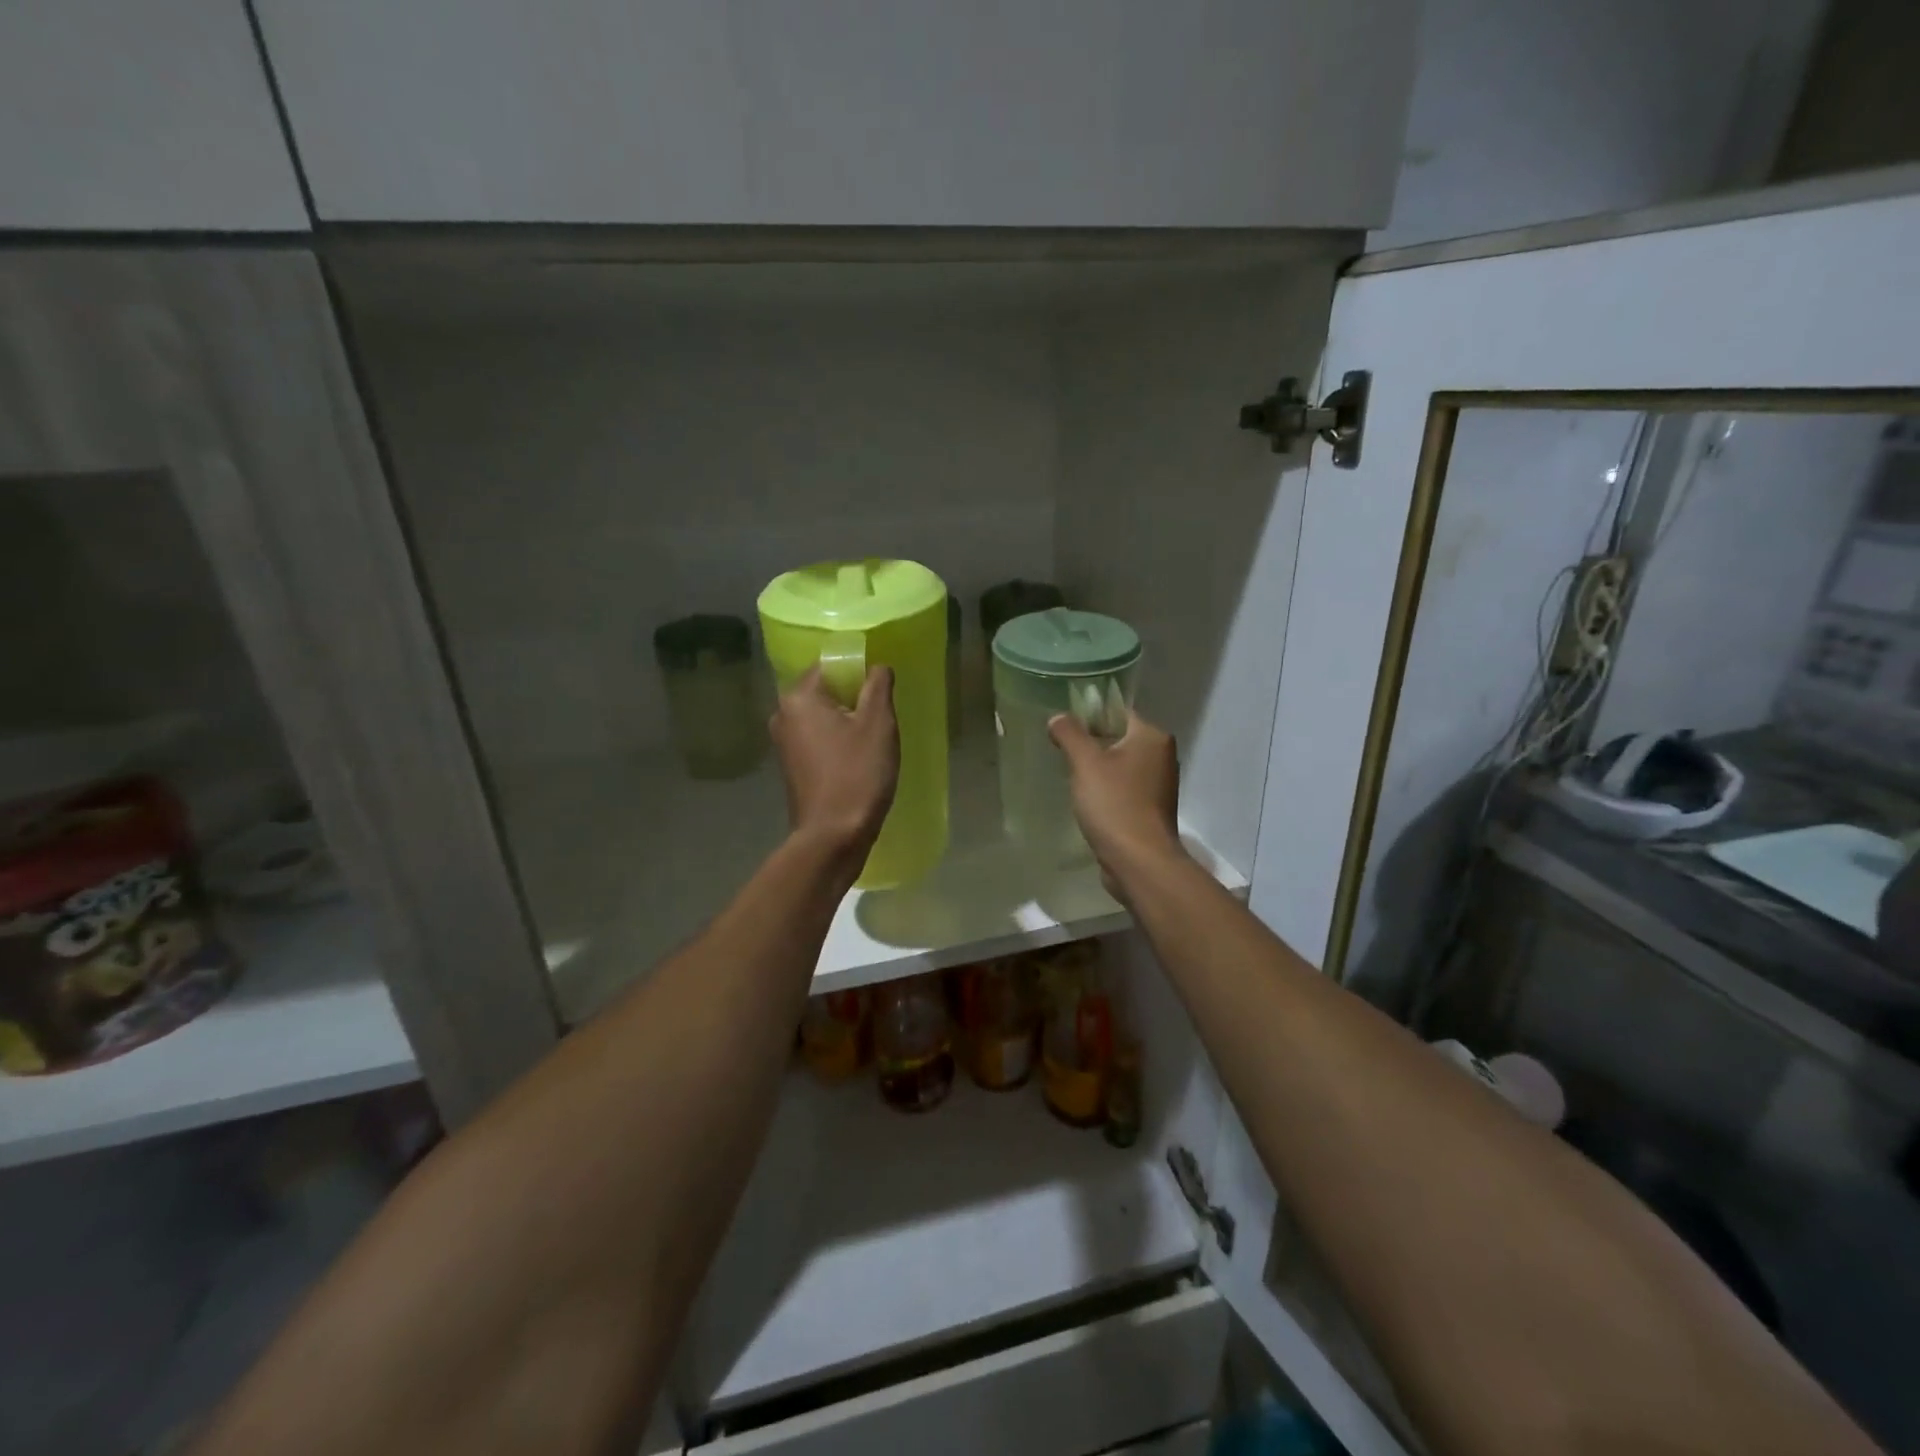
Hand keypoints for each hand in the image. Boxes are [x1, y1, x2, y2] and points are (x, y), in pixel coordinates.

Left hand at [771, 666, 899, 864]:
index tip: (882, 690)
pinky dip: (837, 741)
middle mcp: (783, 714)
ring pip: (822, 716)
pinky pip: (818, 739)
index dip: (860, 671)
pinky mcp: (791, 766)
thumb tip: (877, 667)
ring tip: (874, 738)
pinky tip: (858, 758)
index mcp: (799, 697)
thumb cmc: (857, 774)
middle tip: (883, 715)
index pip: (831, 665)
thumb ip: (878, 685)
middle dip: (854, 698)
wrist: (833, 837)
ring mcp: (784, 743)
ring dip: (847, 721)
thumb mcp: (878, 724)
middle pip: (825, 690)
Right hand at [1048, 710, 1183, 899]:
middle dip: (1091, 743)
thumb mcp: (1085, 763)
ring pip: (1121, 765)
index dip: (1090, 715)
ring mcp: (1159, 785)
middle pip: (1120, 738)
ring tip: (1070, 775)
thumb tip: (1058, 717)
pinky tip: (1086, 800)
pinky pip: (1124, 789)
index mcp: (1153, 737)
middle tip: (1062, 750)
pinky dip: (1106, 790)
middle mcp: (1162, 756)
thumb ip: (1070, 734)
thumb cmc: (1114, 804)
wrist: (1139, 861)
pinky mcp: (1151, 809)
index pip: (1118, 712)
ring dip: (1097, 769)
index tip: (1064, 726)